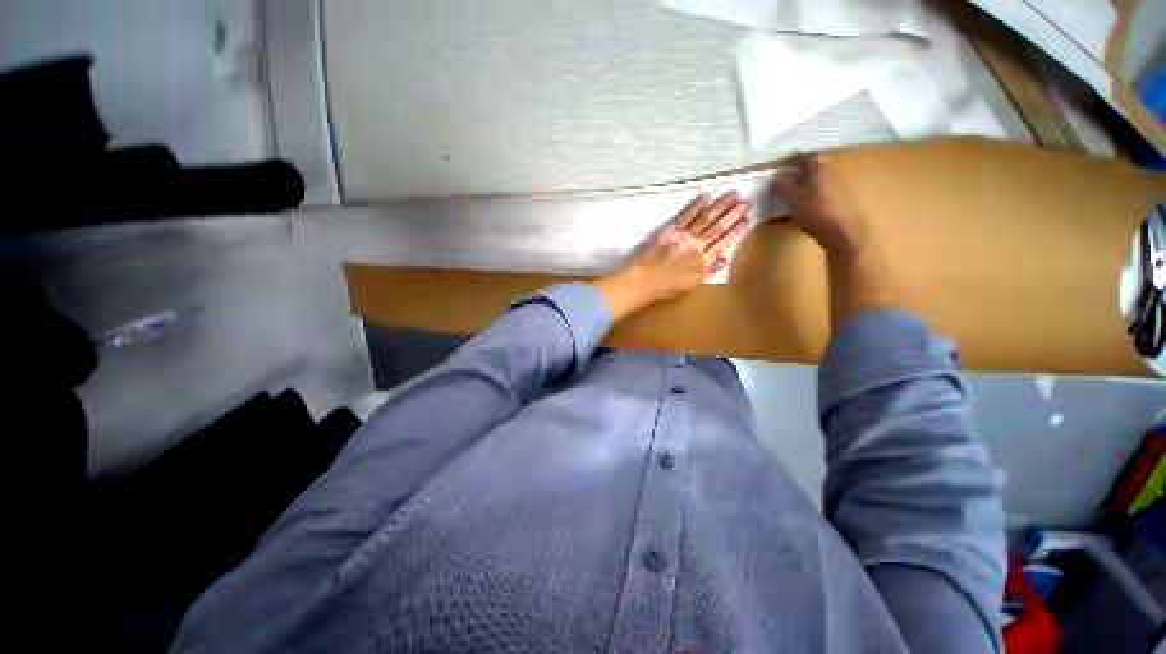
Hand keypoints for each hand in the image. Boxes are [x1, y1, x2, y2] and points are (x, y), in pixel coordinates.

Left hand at [592, 191, 751, 320]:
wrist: (644, 281)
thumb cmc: (667, 288)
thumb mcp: (691, 285)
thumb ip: (709, 271)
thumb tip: (725, 259)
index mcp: (703, 262)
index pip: (724, 243)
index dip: (737, 231)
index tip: (748, 220)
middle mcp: (697, 246)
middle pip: (719, 227)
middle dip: (734, 213)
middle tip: (747, 201)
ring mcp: (684, 236)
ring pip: (706, 217)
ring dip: (721, 205)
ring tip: (734, 193)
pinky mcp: (671, 230)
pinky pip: (686, 215)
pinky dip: (696, 205)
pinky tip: (706, 196)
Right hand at [775, 153, 868, 257]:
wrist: (841, 233)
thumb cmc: (815, 213)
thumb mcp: (792, 200)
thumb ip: (783, 188)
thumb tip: (776, 178)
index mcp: (819, 168)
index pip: (804, 157)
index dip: (791, 160)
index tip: (779, 166)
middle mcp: (831, 173)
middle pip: (812, 169)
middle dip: (797, 173)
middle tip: (781, 180)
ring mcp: (837, 187)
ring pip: (816, 181)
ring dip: (803, 186)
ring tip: (789, 195)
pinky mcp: (839, 202)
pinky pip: (820, 194)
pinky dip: (810, 196)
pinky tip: (801, 207)